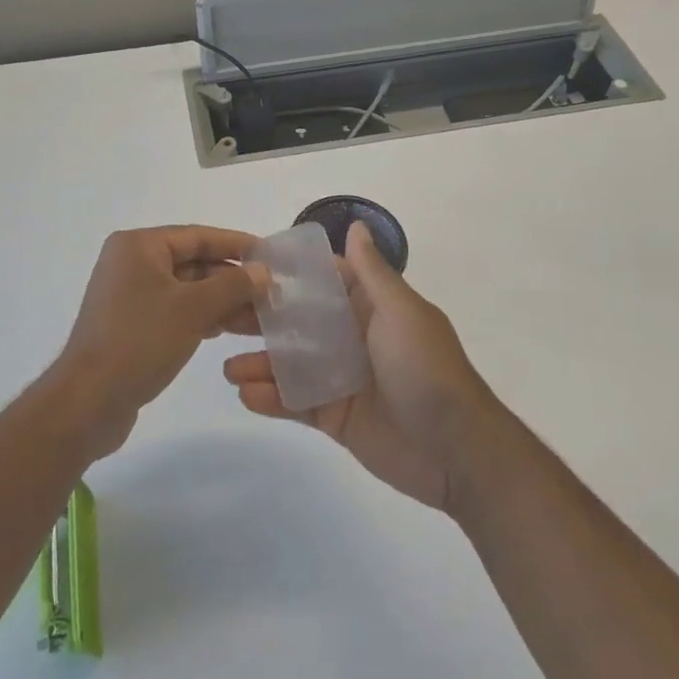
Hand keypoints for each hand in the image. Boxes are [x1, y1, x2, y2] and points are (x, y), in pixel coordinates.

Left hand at [53, 226, 264, 460]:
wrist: (88, 402)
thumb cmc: (140, 342)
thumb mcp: (193, 309)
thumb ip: (232, 285)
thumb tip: (263, 270)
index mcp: (138, 246)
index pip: (197, 236)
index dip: (236, 244)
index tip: (270, 255)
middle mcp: (131, 263)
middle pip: (192, 262)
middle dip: (232, 279)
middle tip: (271, 293)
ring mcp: (129, 296)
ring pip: (186, 290)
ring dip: (221, 301)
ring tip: (259, 318)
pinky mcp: (131, 325)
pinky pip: (174, 310)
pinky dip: (200, 317)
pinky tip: (226, 330)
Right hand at [223, 222, 500, 512]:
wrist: (456, 452)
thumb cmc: (426, 370)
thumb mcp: (401, 312)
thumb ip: (372, 273)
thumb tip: (358, 226)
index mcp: (370, 307)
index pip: (323, 281)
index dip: (289, 274)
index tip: (247, 265)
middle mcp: (352, 337)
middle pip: (299, 322)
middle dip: (263, 320)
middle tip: (223, 318)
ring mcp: (342, 378)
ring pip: (292, 363)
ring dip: (260, 363)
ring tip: (227, 367)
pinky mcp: (336, 417)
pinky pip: (297, 402)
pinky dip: (272, 398)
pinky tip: (246, 394)